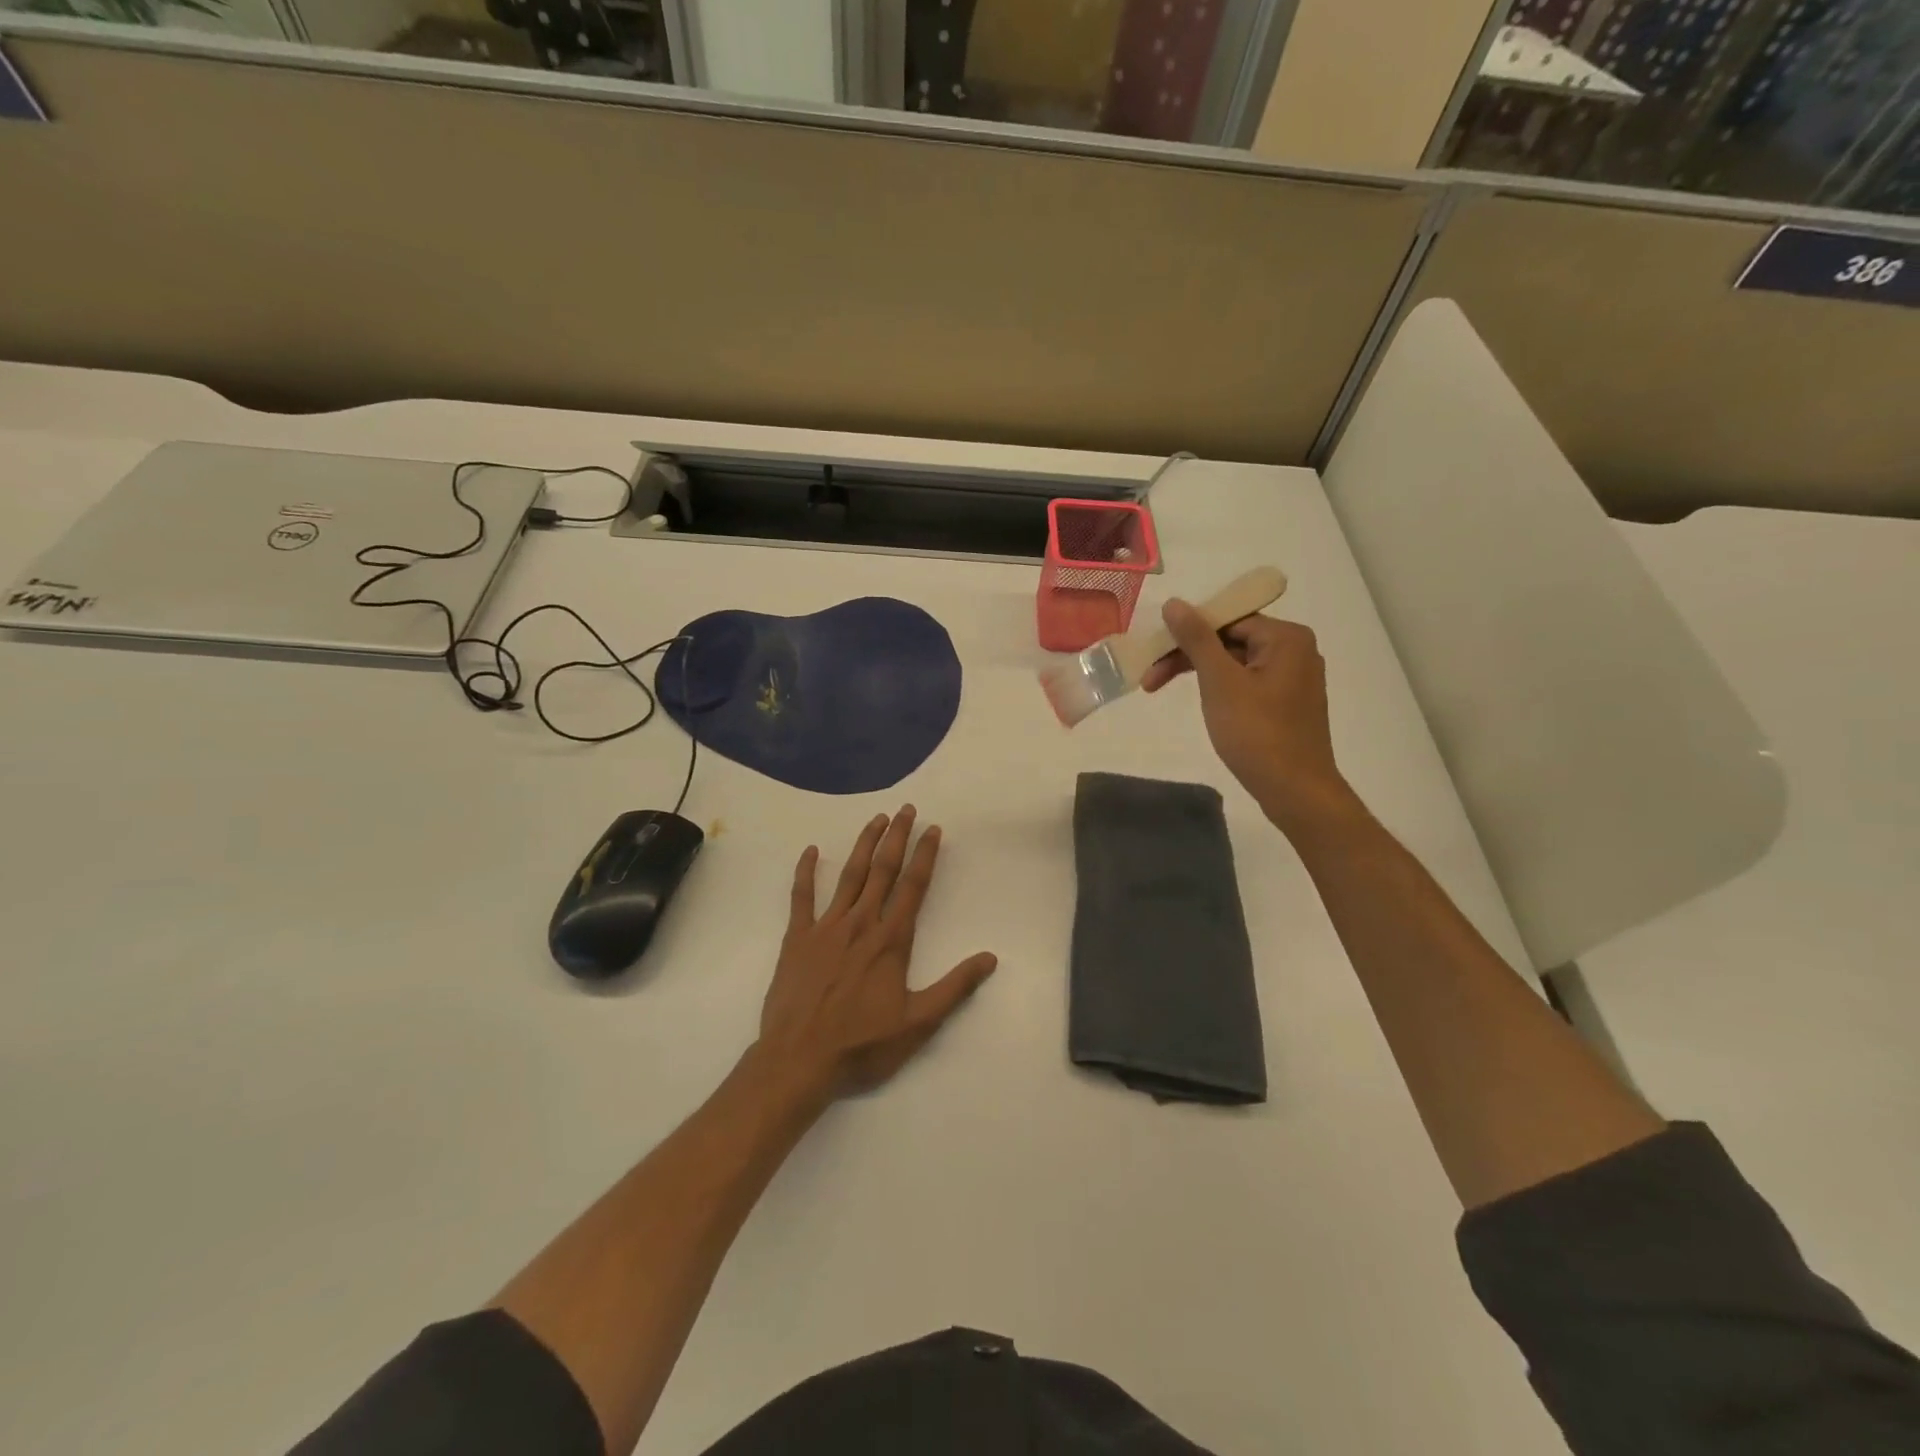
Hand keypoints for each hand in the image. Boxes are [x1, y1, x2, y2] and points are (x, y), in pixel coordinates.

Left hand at [756, 806, 997, 1099]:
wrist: (799, 1059)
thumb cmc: (861, 1044)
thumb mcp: (918, 1023)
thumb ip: (954, 987)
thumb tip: (990, 958)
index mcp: (891, 941)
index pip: (913, 887)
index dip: (925, 856)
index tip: (933, 829)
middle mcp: (861, 924)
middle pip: (883, 871)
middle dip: (897, 837)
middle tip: (907, 810)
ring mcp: (826, 928)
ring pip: (849, 876)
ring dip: (864, 845)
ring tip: (876, 819)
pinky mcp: (797, 938)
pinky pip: (802, 897)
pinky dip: (806, 872)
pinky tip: (811, 851)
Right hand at [1141, 603, 1353, 832]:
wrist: (1295, 791)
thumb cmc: (1257, 733)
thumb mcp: (1220, 682)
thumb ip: (1196, 639)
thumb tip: (1174, 603)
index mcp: (1286, 637)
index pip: (1226, 620)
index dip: (1185, 633)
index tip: (1153, 653)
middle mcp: (1296, 650)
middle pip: (1229, 640)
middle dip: (1187, 656)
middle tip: (1149, 680)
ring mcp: (1294, 678)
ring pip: (1235, 662)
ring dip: (1198, 673)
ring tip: (1160, 689)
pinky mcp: (1288, 703)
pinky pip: (1246, 681)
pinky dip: (1219, 687)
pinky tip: (1200, 701)